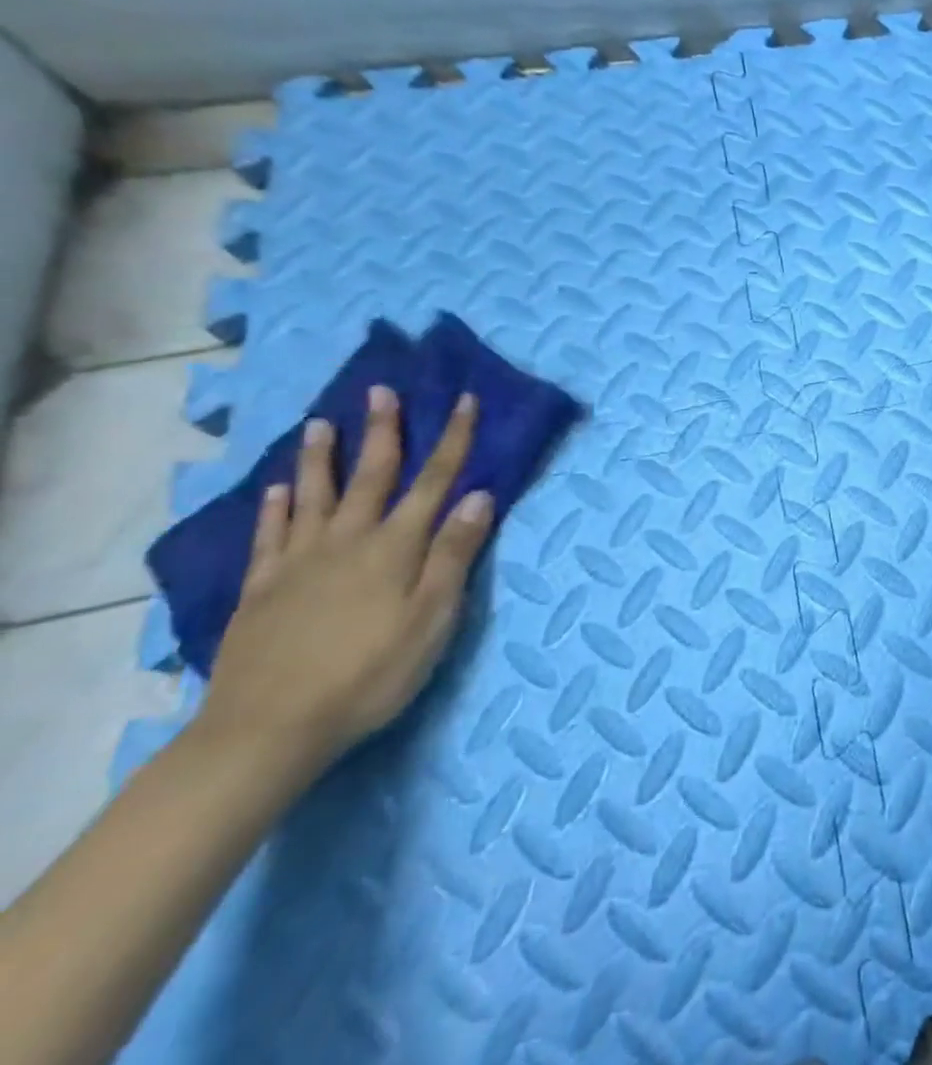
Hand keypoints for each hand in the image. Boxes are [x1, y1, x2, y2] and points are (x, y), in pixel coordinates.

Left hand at [195, 385, 495, 771]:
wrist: (267, 730)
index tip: (463, 400)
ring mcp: (299, 563)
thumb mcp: (433, 618)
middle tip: (380, 390)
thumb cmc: (370, 674)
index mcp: (395, 547)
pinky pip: (269, 536)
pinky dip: (275, 508)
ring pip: (314, 496)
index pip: (434, 481)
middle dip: (383, 431)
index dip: (452, 439)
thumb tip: (479, 496)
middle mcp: (347, 541)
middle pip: (371, 476)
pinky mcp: (261, 589)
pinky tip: (278, 489)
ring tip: (321, 423)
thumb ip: (455, 554)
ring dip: (322, 457)